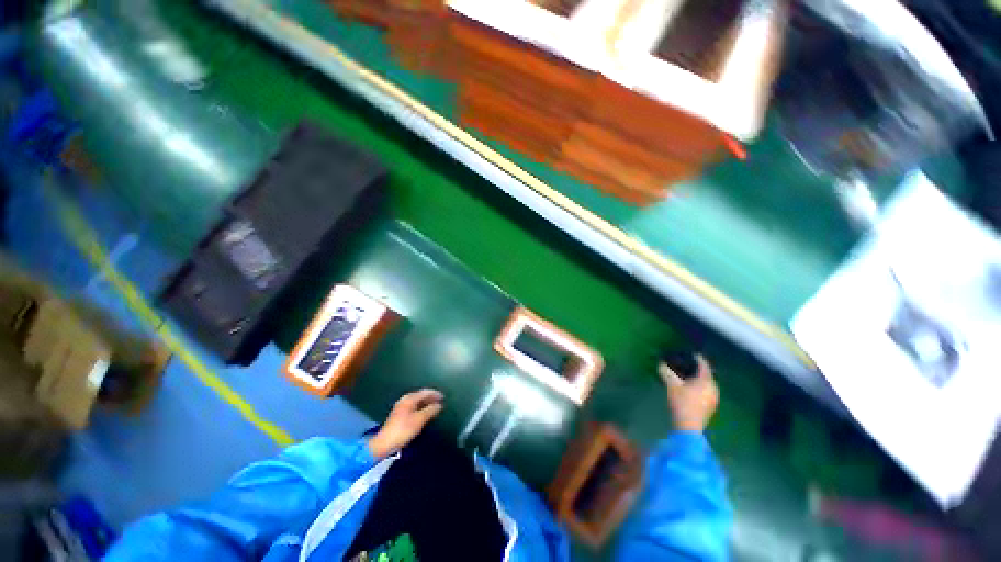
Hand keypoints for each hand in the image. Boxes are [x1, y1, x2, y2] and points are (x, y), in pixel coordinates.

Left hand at [368, 389, 443, 458]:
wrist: (384, 443)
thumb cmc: (403, 430)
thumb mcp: (419, 420)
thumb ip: (430, 410)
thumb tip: (439, 405)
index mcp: (409, 399)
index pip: (425, 392)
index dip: (435, 394)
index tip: (444, 397)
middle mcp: (405, 400)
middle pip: (420, 395)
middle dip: (431, 398)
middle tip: (440, 401)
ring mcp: (401, 407)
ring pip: (417, 401)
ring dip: (426, 403)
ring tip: (434, 407)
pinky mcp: (399, 414)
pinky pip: (413, 406)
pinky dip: (421, 407)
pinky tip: (424, 413)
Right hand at [658, 355, 718, 432]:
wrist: (688, 426)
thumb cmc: (681, 402)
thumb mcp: (671, 385)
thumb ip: (666, 372)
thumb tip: (661, 364)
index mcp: (706, 381)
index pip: (704, 366)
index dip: (698, 359)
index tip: (693, 354)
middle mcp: (713, 388)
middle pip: (707, 375)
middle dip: (698, 370)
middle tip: (688, 365)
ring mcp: (713, 399)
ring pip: (707, 385)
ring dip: (699, 380)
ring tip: (688, 377)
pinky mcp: (710, 407)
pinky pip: (706, 392)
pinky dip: (700, 388)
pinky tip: (691, 390)